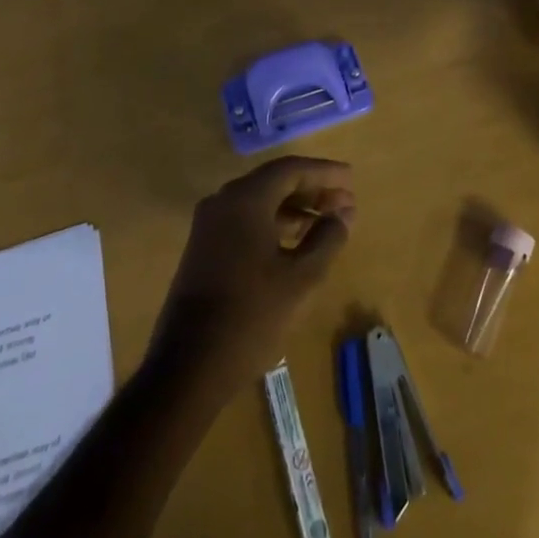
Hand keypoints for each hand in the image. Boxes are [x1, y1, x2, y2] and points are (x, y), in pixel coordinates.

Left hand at [149, 157, 355, 391]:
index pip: (291, 169)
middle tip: (344, 202)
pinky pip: (245, 220)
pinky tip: (296, 242)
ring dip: (295, 208)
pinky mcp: (204, 248)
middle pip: (274, 182)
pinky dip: (274, 223)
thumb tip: (343, 214)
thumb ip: (327, 239)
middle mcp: (223, 202)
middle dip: (311, 190)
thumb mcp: (301, 278)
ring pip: (260, 202)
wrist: (187, 368)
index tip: (351, 178)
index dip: (324, 172)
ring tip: (328, 222)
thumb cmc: (250, 316)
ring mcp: (209, 226)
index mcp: (245, 199)